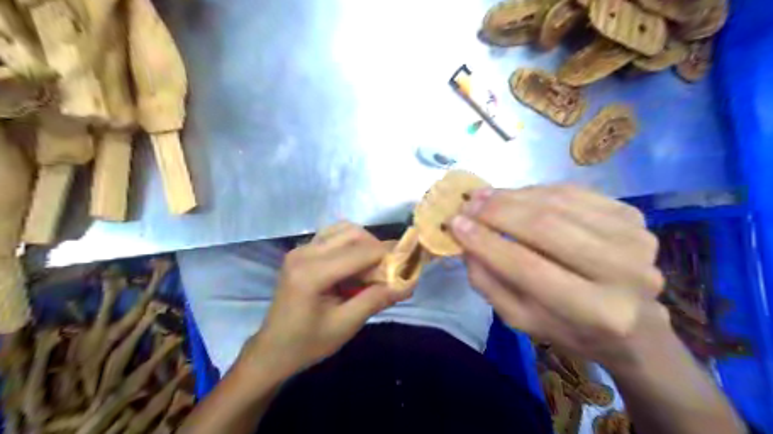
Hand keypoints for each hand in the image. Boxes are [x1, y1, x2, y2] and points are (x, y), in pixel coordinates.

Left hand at [236, 223, 405, 379]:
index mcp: (312, 273)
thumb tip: (408, 284)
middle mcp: (304, 253)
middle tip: (389, 270)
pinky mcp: (301, 251)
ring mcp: (300, 249)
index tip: (408, 265)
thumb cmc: (308, 343)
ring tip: (372, 267)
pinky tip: (354, 264)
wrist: (272, 350)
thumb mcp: (345, 325)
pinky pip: (332, 236)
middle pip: (353, 233)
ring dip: (364, 243)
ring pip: (343, 230)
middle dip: (377, 248)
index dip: (388, 256)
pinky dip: (350, 244)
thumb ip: (376, 300)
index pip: (360, 252)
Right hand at [454, 184, 670, 367]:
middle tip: (467, 204)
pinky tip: (514, 196)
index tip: (454, 223)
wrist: (633, 323)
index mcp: (595, 312)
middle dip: (497, 211)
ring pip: (557, 203)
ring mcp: (634, 238)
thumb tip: (465, 241)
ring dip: (512, 196)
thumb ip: (489, 282)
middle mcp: (624, 273)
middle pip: (545, 227)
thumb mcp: (521, 319)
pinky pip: (573, 192)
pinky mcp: (634, 216)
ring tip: (483, 196)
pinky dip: (536, 191)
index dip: (486, 242)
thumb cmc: (569, 328)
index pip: (527, 268)